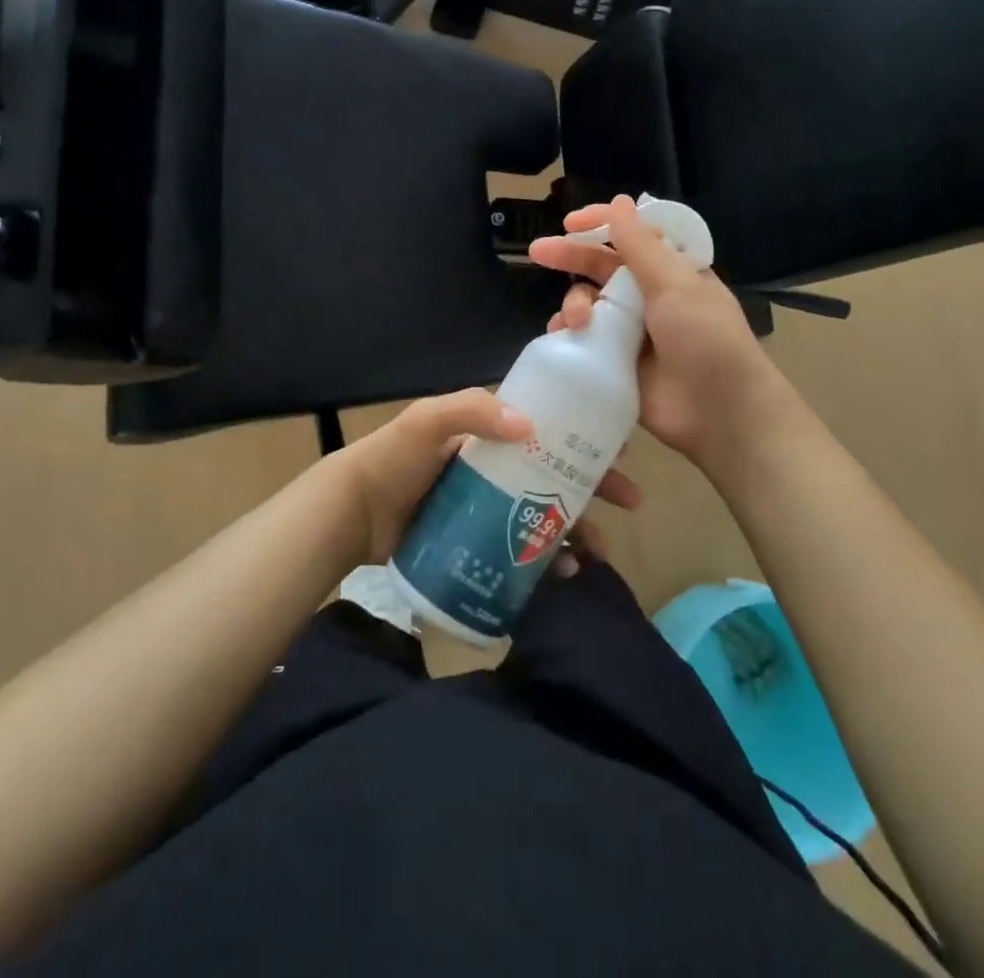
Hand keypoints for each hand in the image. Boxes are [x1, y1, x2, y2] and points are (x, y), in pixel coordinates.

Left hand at [333, 388, 642, 565]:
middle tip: (631, 501)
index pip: (548, 430)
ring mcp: (491, 507)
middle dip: (596, 485)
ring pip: (547, 515)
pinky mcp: (482, 542)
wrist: (353, 514)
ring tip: (600, 551)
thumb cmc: (393, 459)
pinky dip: (549, 561)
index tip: (620, 448)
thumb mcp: (427, 421)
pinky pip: (525, 550)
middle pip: (557, 474)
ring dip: (579, 529)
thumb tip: (528, 424)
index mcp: (490, 434)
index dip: (584, 437)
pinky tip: (567, 573)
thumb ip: (470, 411)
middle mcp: (498, 467)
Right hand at [528, 196, 797, 478]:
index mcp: (671, 271)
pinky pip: (584, 341)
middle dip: (571, 257)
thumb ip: (641, 246)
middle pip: (602, 267)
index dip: (602, 224)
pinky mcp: (616, 363)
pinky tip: (561, 337)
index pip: (632, 236)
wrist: (720, 413)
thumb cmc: (706, 339)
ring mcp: (631, 331)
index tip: (571, 222)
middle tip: (539, 252)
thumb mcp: (677, 285)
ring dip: (574, 304)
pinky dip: (569, 336)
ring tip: (574, 321)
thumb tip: (620, 200)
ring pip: (589, 303)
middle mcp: (649, 296)